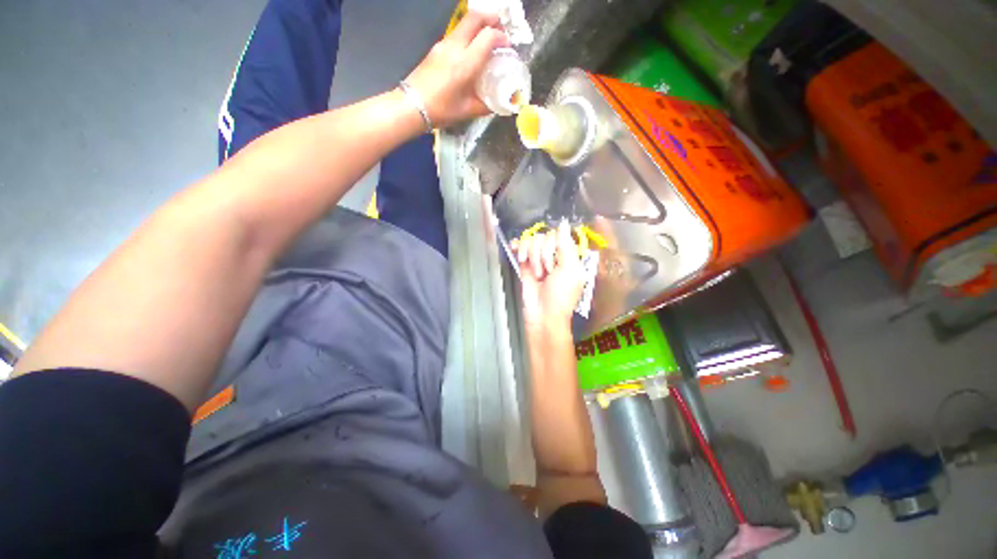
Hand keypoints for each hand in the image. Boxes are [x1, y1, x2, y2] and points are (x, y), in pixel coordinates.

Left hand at [405, 11, 509, 127]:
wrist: (412, 105)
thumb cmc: (442, 110)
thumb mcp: (467, 111)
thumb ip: (485, 105)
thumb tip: (498, 105)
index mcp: (466, 63)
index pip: (488, 36)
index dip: (501, 38)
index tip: (507, 47)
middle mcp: (455, 47)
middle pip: (475, 18)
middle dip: (491, 18)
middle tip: (500, 29)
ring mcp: (444, 45)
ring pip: (464, 24)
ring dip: (479, 25)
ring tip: (487, 39)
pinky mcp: (436, 48)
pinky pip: (456, 34)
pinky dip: (468, 35)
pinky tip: (471, 51)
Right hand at [512, 222, 585, 331]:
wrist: (542, 314)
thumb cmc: (561, 295)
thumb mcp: (570, 270)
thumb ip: (566, 245)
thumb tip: (563, 223)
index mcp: (569, 255)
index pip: (559, 234)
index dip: (555, 244)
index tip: (556, 260)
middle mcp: (554, 254)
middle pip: (544, 237)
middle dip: (544, 255)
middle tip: (547, 272)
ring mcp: (538, 258)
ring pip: (532, 241)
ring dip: (533, 258)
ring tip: (537, 274)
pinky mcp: (525, 263)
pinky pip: (521, 246)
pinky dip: (519, 247)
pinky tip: (520, 255)